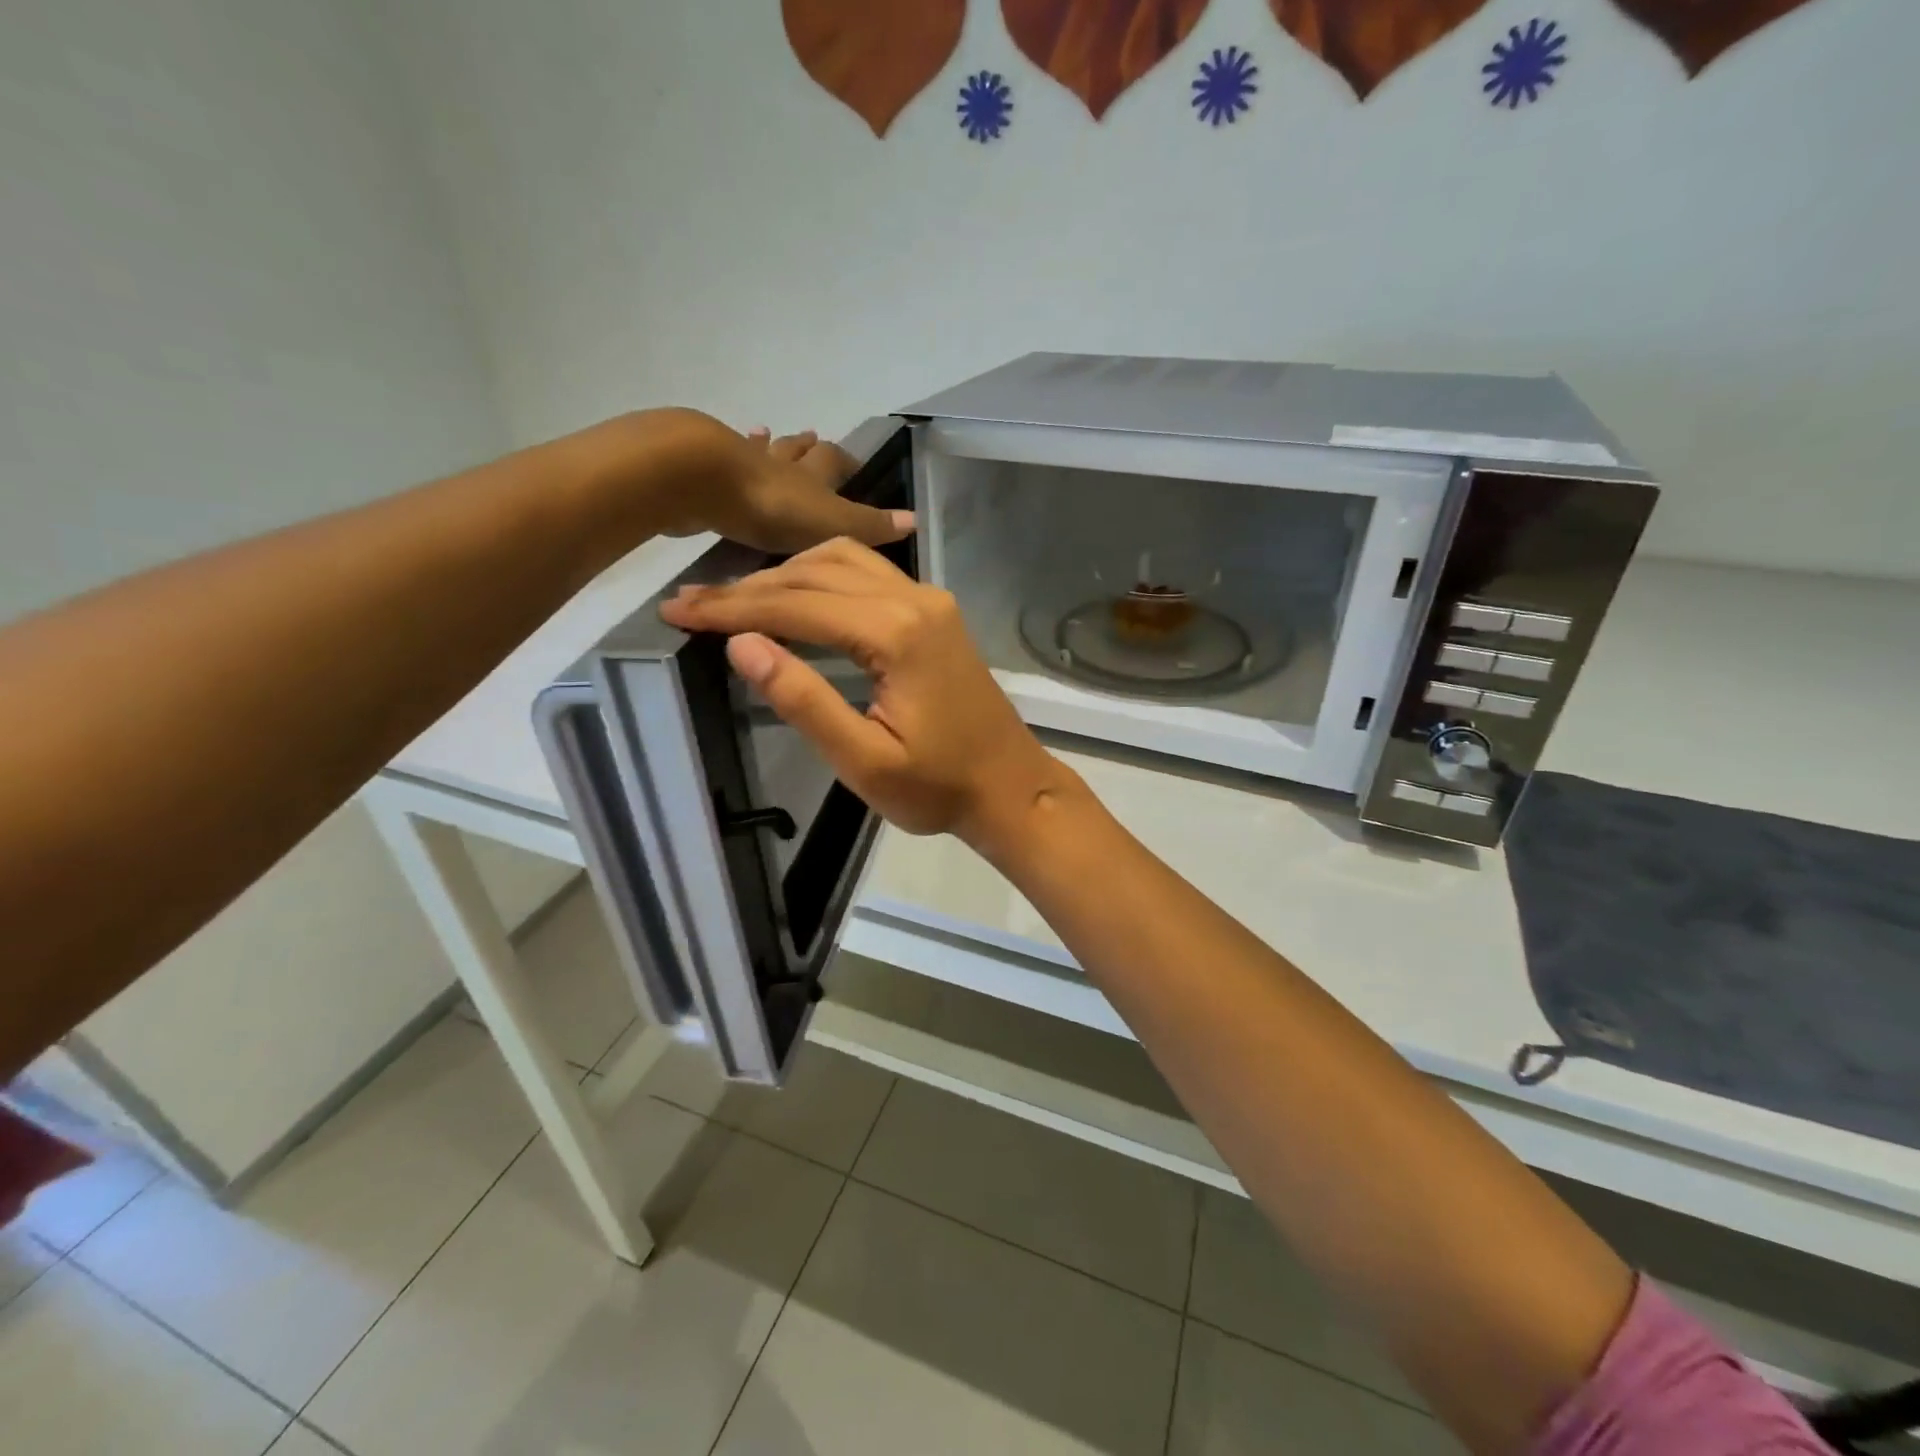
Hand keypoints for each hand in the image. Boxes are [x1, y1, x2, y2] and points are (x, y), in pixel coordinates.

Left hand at [621, 411, 910, 553]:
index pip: (835, 461)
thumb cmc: (773, 506)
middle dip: (807, 447)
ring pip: (759, 449)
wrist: (703, 481)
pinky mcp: (705, 470)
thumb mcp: (832, 523)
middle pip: (797, 450)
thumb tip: (915, 520)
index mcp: (812, 476)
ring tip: (766, 433)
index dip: (846, 461)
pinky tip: (719, 450)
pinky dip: (726, 455)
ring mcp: (741, 463)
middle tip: (812, 438)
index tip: (853, 463)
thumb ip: (869, 526)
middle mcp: (781, 463)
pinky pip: (722, 460)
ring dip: (766, 445)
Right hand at [658, 538, 1068, 847]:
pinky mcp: (935, 612)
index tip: (677, 610)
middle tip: (692, 604)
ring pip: (844, 561)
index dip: (732, 608)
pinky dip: (821, 577)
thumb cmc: (938, 789)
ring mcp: (929, 600)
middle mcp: (915, 600)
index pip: (797, 605)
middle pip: (816, 571)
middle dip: (750, 587)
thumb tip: (743, 644)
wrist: (1010, 787)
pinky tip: (795, 596)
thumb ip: (803, 700)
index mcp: (896, 634)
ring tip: (735, 600)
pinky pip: (868, 574)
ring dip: (786, 574)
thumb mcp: (864, 760)